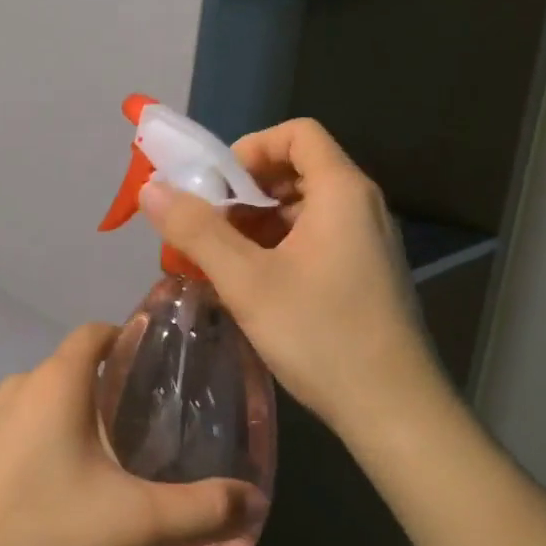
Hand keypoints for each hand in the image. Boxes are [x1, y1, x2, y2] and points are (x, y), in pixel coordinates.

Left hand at [0, 324, 253, 545]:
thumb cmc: (43, 535)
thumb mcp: (133, 524)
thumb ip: (198, 509)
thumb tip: (251, 498)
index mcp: (54, 383)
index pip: (94, 333)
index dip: (126, 338)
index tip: (157, 365)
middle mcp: (16, 386)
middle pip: (70, 369)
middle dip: (107, 389)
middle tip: (145, 426)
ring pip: (42, 401)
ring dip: (74, 417)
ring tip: (107, 460)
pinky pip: (17, 428)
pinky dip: (43, 440)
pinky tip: (57, 488)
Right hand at [137, 118, 446, 431]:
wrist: (394, 413)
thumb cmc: (321, 334)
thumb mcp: (246, 280)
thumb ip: (195, 229)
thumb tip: (151, 189)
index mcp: (341, 192)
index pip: (297, 133)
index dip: (251, 147)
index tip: (217, 186)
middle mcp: (360, 207)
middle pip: (295, 169)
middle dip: (243, 190)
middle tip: (206, 225)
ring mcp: (365, 242)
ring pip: (300, 208)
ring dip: (254, 223)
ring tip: (218, 259)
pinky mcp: (363, 274)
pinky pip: (313, 238)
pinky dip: (275, 247)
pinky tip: (248, 284)